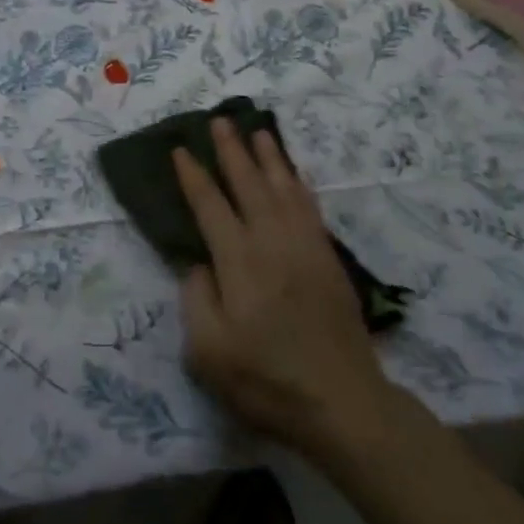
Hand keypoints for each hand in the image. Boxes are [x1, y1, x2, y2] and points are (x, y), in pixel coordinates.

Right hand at [175, 119, 396, 458]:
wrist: (343, 403)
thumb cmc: (267, 381)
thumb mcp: (209, 353)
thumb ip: (196, 299)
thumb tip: (199, 263)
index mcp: (238, 261)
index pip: (209, 205)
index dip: (193, 176)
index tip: (180, 149)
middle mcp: (271, 242)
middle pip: (248, 184)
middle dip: (231, 150)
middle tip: (220, 120)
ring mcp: (304, 246)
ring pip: (283, 187)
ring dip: (269, 157)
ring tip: (258, 131)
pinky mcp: (328, 258)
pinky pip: (310, 207)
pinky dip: (299, 183)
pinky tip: (294, 173)